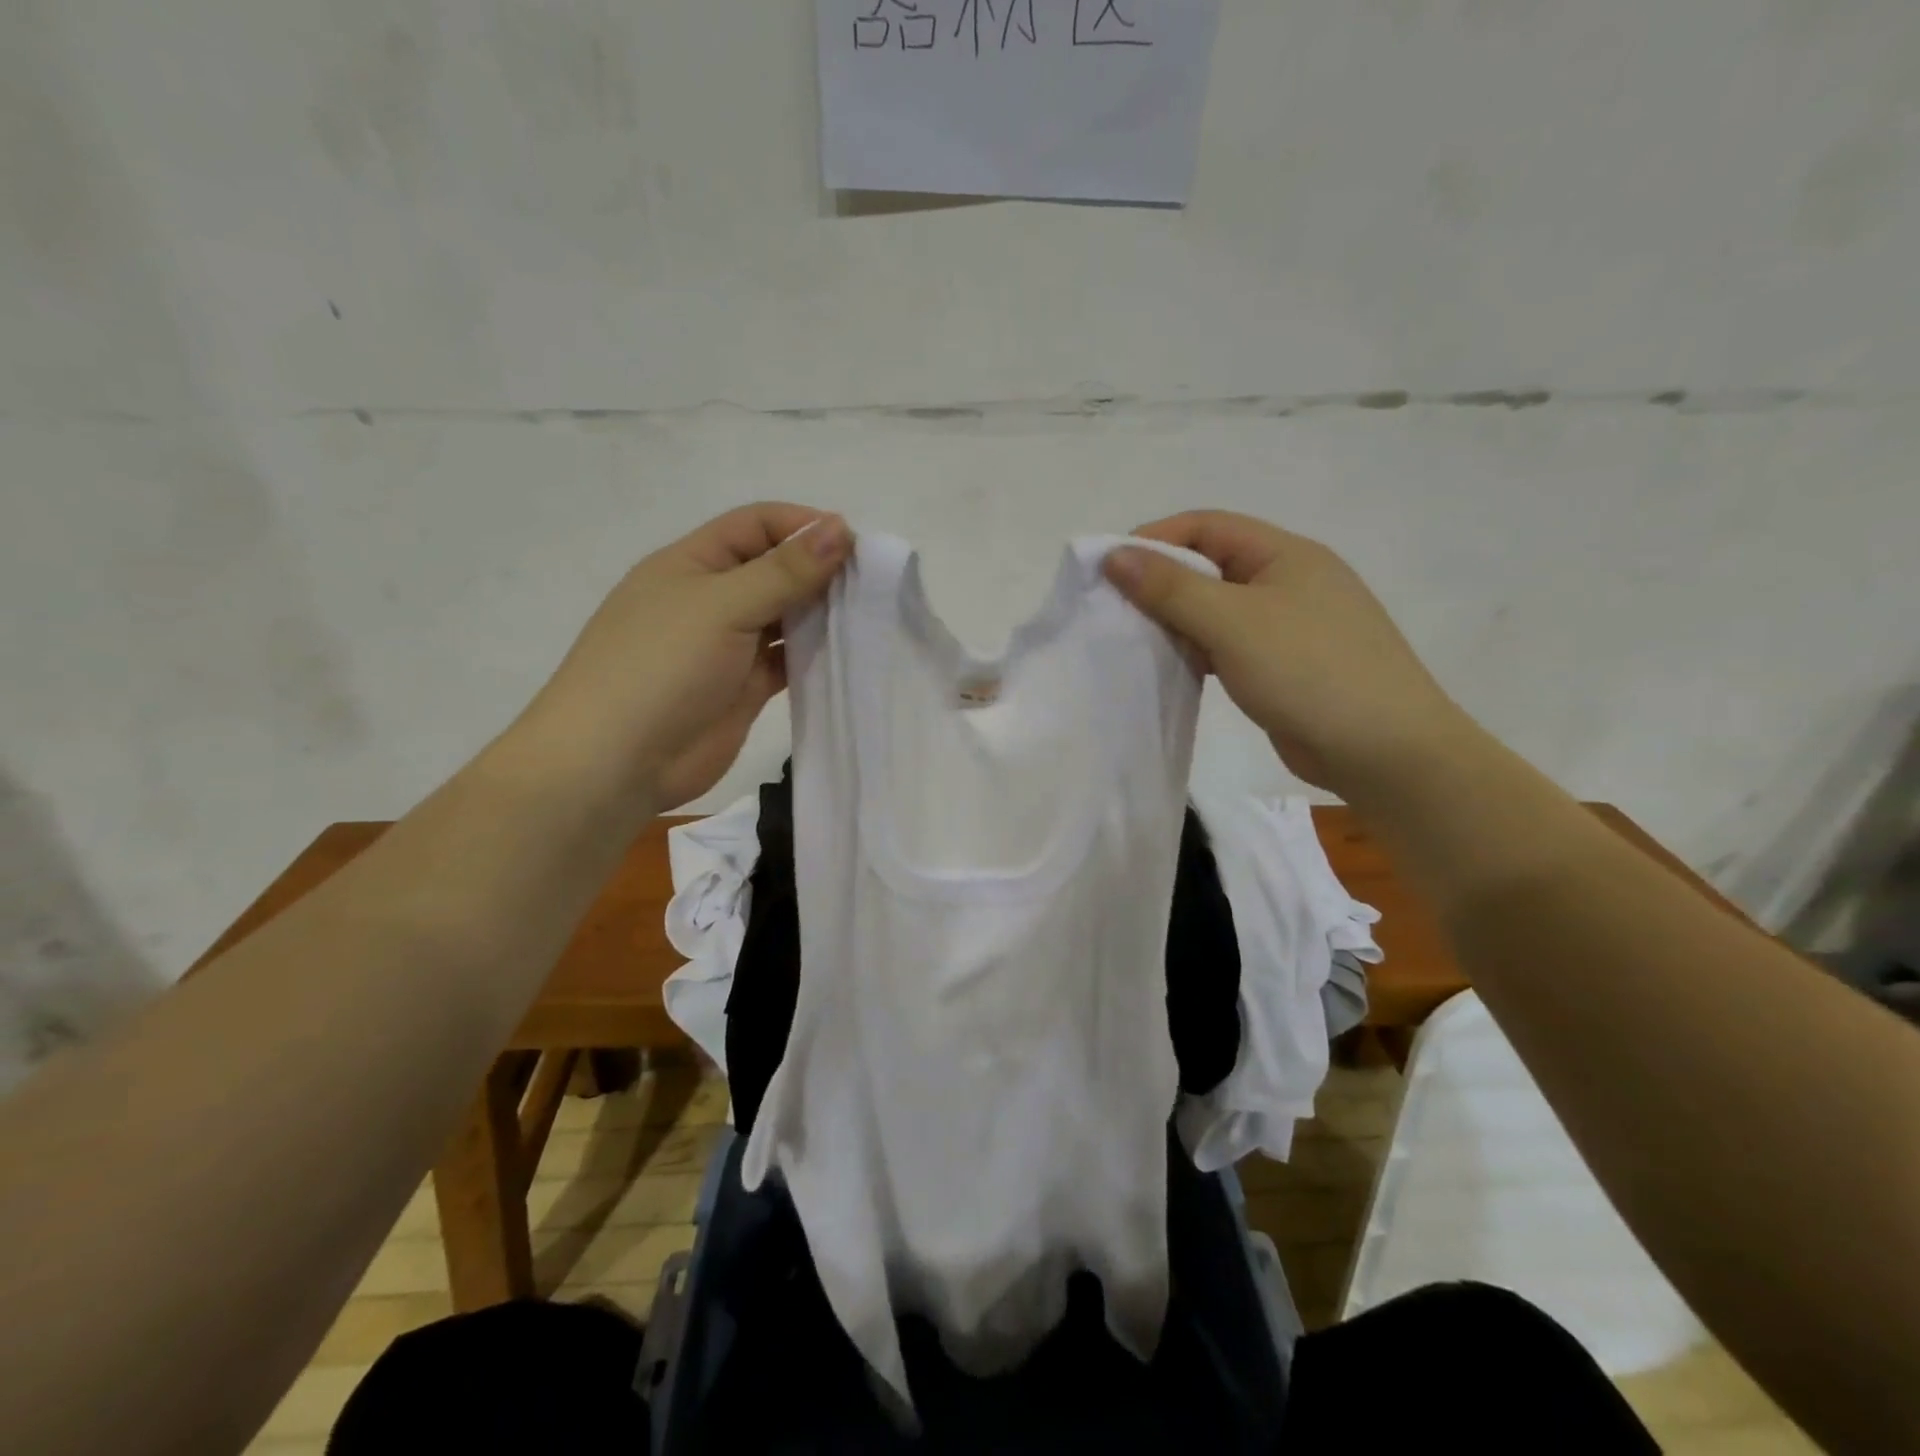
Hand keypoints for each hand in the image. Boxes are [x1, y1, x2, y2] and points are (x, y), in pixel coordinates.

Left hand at [520, 503, 850, 809]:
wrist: (616, 763)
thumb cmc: (661, 668)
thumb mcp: (722, 606)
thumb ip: (784, 571)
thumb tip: (840, 528)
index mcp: (693, 563)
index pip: (756, 525)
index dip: (803, 526)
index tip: (855, 545)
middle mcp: (711, 599)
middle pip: (774, 569)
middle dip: (819, 570)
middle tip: (872, 584)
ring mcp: (728, 646)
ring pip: (784, 617)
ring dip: (821, 613)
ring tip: (869, 615)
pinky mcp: (743, 688)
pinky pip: (787, 660)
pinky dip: (815, 654)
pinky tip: (847, 653)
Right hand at [1105, 511, 1473, 794]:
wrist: (1385, 751)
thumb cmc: (1310, 671)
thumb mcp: (1233, 623)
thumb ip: (1171, 588)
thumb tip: (1115, 555)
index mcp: (1285, 554)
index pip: (1207, 526)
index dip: (1155, 539)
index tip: (1109, 568)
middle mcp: (1288, 581)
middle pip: (1210, 566)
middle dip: (1161, 583)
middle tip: (1115, 610)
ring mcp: (1289, 626)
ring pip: (1217, 610)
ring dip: (1177, 621)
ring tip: (1135, 641)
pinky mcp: (1284, 666)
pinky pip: (1228, 645)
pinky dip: (1197, 651)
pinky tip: (1172, 668)